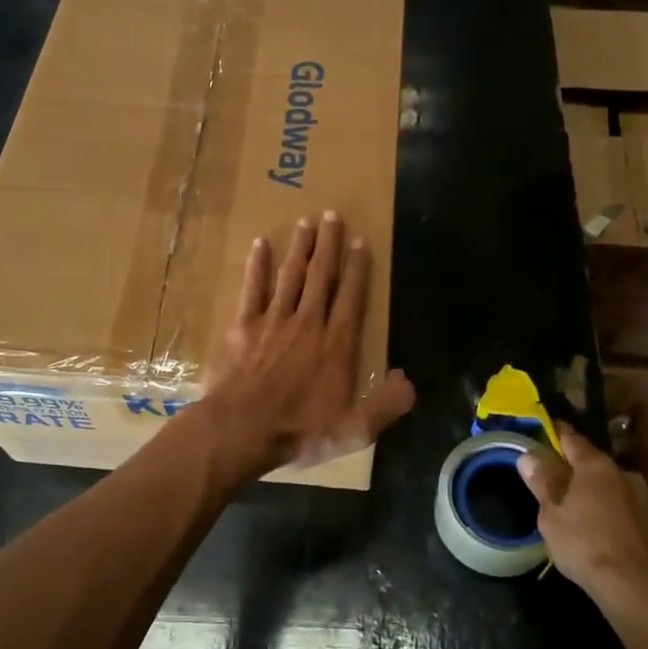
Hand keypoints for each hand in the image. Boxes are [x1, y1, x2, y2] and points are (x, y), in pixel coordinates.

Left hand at [198, 211, 414, 482]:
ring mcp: (273, 321)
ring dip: (299, 247)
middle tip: (332, 216)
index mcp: (336, 345)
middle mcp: (308, 323)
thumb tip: (408, 379)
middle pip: (321, 276)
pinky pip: (253, 288)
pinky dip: (257, 266)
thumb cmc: (298, 432)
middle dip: (329, 245)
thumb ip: (387, 405)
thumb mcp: (354, 430)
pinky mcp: (243, 326)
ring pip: (290, 275)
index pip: (351, 297)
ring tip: (306, 222)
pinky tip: (260, 244)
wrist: (240, 430)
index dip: (358, 269)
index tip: (361, 242)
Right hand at [519, 423, 647, 600]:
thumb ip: (542, 482)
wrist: (633, 585)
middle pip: (591, 462)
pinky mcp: (647, 523)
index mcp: (596, 465)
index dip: (556, 433)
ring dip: (589, 489)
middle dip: (572, 466)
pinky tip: (589, 523)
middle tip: (550, 473)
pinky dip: (602, 508)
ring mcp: (638, 498)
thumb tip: (528, 456)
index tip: (543, 429)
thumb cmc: (584, 542)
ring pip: (606, 485)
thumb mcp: (551, 513)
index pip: (572, 439)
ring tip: (568, 502)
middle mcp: (621, 474)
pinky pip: (617, 505)